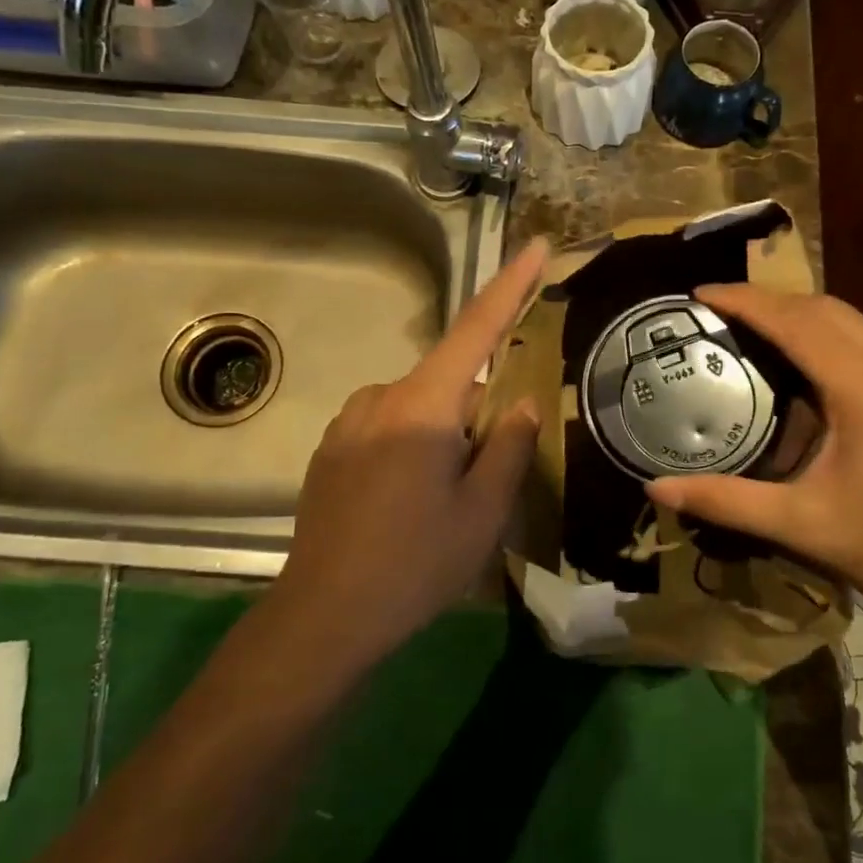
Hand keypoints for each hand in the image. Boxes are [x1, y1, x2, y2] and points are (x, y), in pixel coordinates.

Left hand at [270, 238, 546, 660]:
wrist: (324, 616)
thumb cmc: (415, 563)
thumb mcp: (482, 512)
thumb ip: (508, 447)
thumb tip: (518, 402)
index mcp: (423, 406)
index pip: (476, 329)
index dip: (511, 285)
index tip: (537, 246)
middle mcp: (380, 398)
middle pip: (451, 380)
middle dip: (480, 408)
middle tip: (493, 469)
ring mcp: (348, 423)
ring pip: (419, 406)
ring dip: (446, 431)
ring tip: (449, 496)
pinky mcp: (330, 450)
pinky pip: (388, 426)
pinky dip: (413, 445)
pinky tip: (409, 502)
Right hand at [648, 285, 862, 634]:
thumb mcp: (802, 525)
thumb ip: (726, 501)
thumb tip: (655, 488)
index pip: (797, 322)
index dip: (746, 301)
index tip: (701, 292)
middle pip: (829, 310)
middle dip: (773, 301)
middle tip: (723, 311)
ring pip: (859, 325)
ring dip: (807, 320)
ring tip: (761, 335)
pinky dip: (839, 344)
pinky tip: (819, 376)